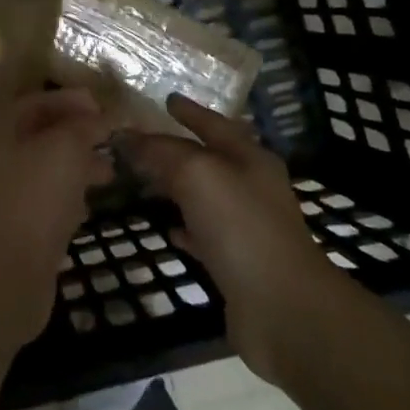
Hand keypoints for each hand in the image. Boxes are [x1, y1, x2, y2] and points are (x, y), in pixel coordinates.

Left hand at [0, 89, 113, 348]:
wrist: (3, 274)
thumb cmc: (33, 198)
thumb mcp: (65, 148)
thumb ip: (85, 126)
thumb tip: (102, 115)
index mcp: (2, 130)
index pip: (37, 102)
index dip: (71, 100)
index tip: (104, 106)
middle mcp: (0, 158)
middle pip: (42, 135)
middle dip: (79, 133)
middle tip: (113, 138)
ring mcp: (8, 195)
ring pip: (48, 170)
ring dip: (78, 166)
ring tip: (112, 171)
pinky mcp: (20, 229)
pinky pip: (48, 202)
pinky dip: (71, 198)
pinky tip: (91, 205)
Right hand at [119, 95, 340, 388]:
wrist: (283, 309)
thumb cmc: (242, 227)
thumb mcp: (197, 175)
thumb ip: (161, 152)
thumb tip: (127, 137)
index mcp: (249, 158)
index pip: (214, 124)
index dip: (190, 111)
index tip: (166, 100)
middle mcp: (251, 187)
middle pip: (207, 159)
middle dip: (175, 149)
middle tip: (139, 142)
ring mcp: (246, 227)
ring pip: (203, 196)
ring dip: (175, 187)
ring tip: (143, 180)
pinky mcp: (237, 263)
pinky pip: (203, 234)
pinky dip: (184, 226)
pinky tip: (166, 228)